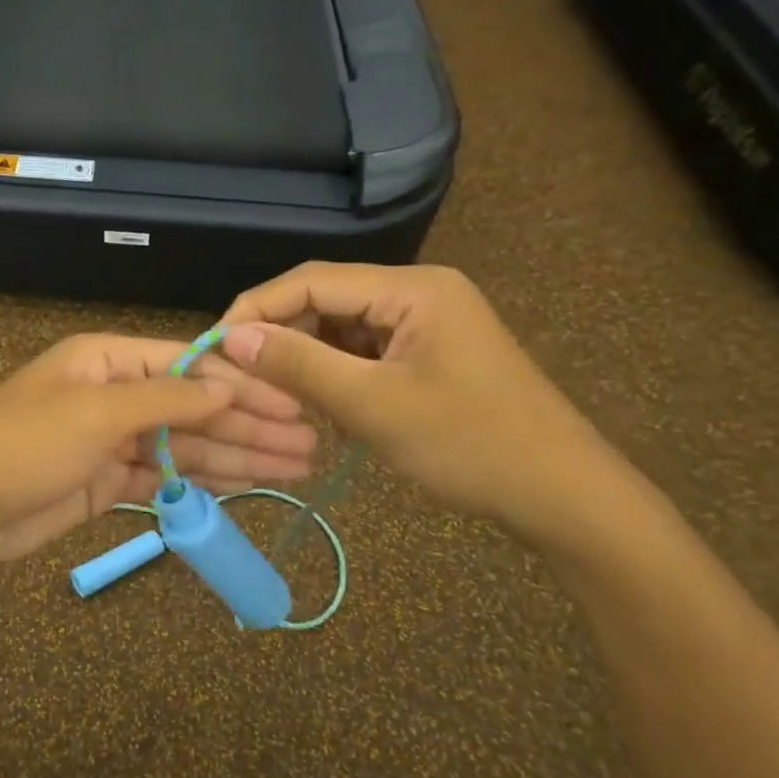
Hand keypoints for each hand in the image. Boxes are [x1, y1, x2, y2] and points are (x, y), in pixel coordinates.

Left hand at [0, 334, 317, 565]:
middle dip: (250, 425)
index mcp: (107, 360)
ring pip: (184, 446)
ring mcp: (109, 441)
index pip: (189, 366)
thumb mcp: (95, 412)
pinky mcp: (105, 483)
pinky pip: (164, 478)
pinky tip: (245, 486)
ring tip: (296, 469)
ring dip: (237, 456)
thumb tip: (228, 387)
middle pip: (193, 408)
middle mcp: (113, 394)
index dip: (244, 385)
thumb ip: (166, 401)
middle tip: (310, 445)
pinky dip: (201, 482)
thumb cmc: (22, 445)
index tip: (294, 403)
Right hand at [220, 263, 620, 539]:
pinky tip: (317, 406)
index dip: (256, 309)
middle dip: (280, 337)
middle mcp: (417, 293)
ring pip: (340, 330)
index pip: (311, 281)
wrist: (563, 496)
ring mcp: (424, 324)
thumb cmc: (471, 445)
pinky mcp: (426, 355)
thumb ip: (299, 365)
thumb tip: (232, 336)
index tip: (215, 346)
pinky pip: (362, 353)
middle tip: (240, 379)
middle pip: (324, 302)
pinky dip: (333, 376)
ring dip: (305, 360)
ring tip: (275, 397)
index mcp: (412, 289)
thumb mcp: (374, 405)